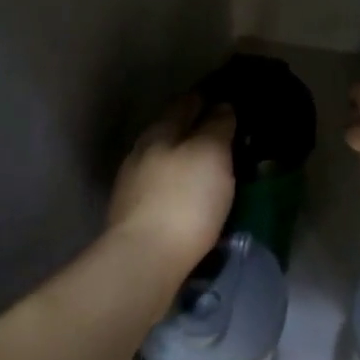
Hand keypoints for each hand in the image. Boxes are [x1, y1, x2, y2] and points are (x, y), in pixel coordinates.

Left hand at [107, 96, 236, 272]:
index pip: (185, 103)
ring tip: (211, 167)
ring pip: (164, 161)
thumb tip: (221, 106)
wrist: (145, 261)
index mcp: (160, 131)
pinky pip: (162, 189)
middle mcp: (141, 152)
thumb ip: (217, 125)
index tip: (226, 99)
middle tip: (223, 134)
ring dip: (185, 160)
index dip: (205, 98)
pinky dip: (178, 186)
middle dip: (194, 129)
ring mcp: (133, 186)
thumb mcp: (212, 153)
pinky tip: (192, 196)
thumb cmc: (185, 199)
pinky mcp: (133, 217)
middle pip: (171, 131)